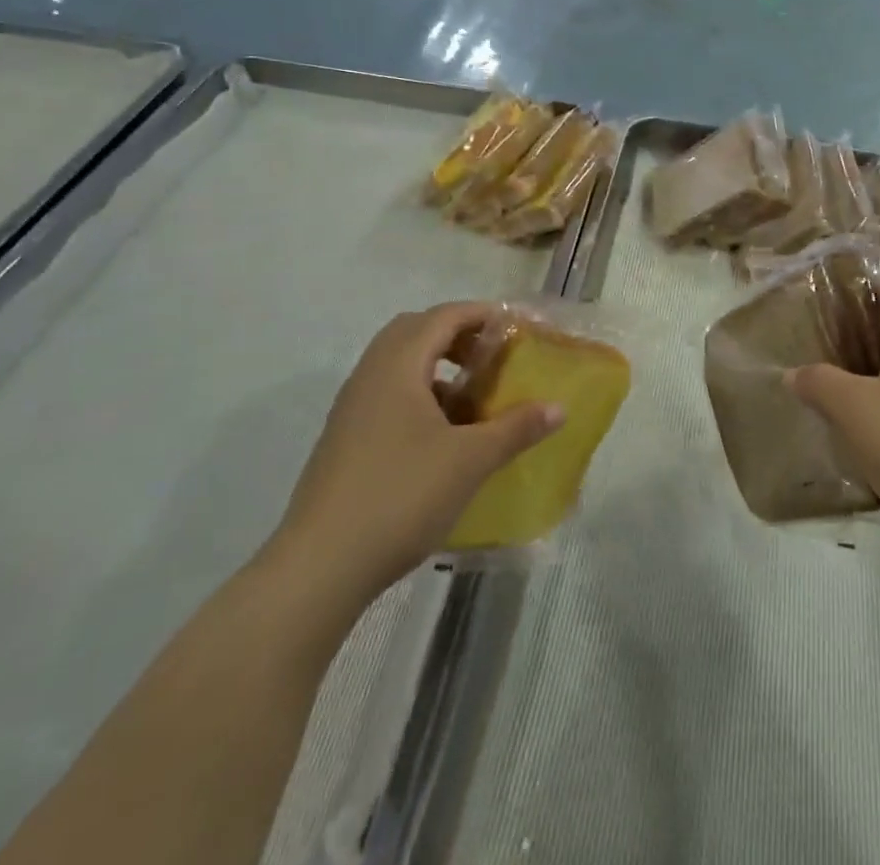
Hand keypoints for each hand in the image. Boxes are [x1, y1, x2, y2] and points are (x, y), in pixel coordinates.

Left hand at [268, 303, 563, 608]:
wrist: (320, 567)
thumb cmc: (401, 496)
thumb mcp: (470, 460)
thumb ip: (516, 428)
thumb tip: (559, 408)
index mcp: (398, 366)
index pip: (443, 316)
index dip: (482, 314)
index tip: (515, 327)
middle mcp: (370, 376)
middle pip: (415, 331)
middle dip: (457, 335)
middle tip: (491, 357)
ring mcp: (352, 409)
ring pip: (399, 365)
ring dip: (437, 367)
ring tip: (472, 399)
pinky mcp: (345, 440)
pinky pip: (387, 395)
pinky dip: (419, 397)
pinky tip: (442, 437)